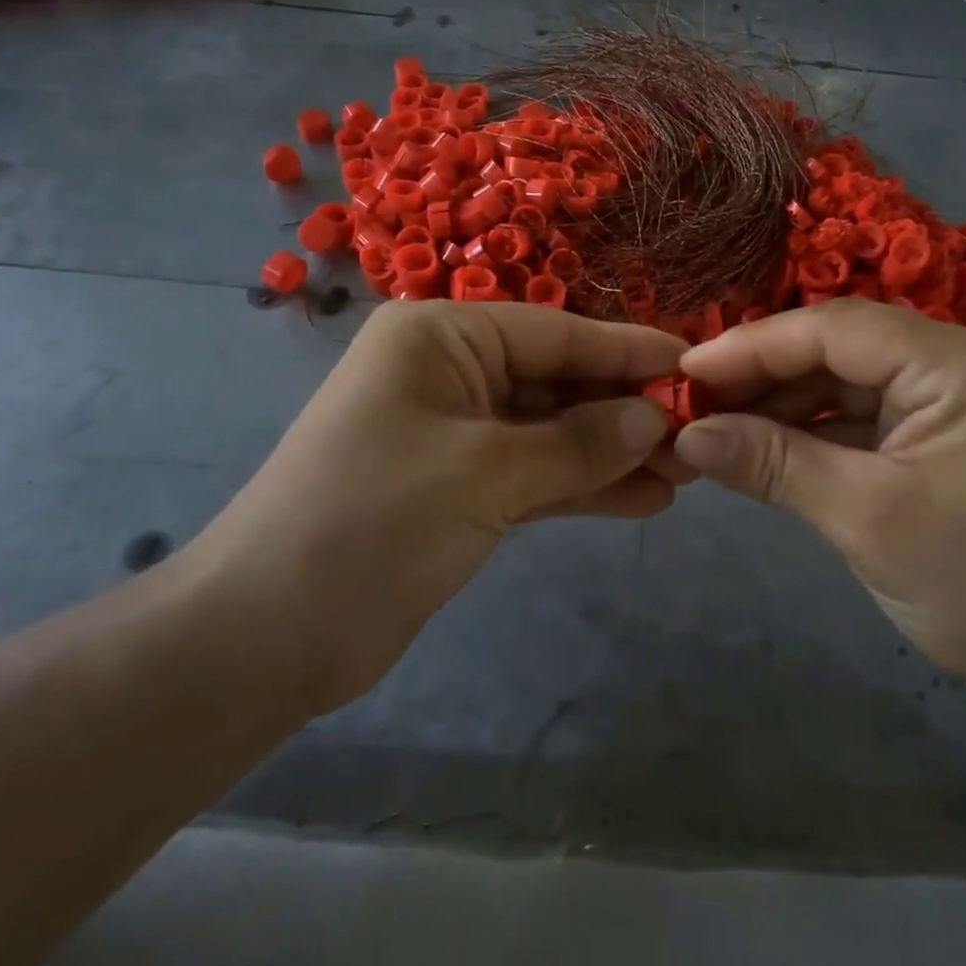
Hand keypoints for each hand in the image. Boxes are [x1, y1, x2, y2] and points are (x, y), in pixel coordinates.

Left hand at [181, 300, 686, 717]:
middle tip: (699, 434)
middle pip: (555, 380)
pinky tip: (642, 501)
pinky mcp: (456, 486)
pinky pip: (532, 473)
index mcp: (441, 336)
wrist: (266, 634)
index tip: (693, 366)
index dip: (626, 350)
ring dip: (610, 453)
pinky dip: (580, 486)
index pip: (555, 331)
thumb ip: (577, 443)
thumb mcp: (486, 473)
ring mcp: (453, 431)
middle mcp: (448, 371)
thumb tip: (653, 418)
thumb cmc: (372, 521)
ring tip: (684, 474)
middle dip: (623, 410)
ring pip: (550, 431)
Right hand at [672, 299, 965, 718]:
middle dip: (765, 375)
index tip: (687, 371)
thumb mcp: (865, 520)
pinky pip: (869, 408)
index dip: (754, 346)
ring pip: (850, 376)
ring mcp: (961, 391)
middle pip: (842, 346)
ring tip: (720, 426)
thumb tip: (687, 434)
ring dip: (785, 402)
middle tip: (695, 404)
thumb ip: (772, 464)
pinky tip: (767, 443)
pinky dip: (817, 426)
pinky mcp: (951, 424)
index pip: (838, 329)